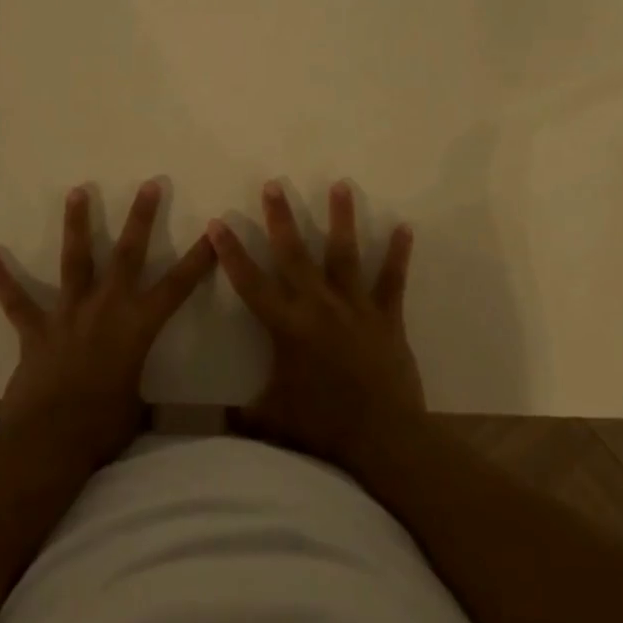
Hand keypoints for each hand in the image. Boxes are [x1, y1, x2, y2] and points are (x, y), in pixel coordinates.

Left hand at [0, 180, 214, 470]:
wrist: (51, 440)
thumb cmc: (103, 428)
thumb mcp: (137, 411)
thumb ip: (145, 398)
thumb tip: (157, 411)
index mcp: (138, 327)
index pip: (177, 287)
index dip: (198, 260)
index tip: (213, 231)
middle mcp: (106, 308)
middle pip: (128, 255)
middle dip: (141, 218)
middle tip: (150, 185)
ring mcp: (68, 314)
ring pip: (75, 260)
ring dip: (77, 224)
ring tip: (77, 190)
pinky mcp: (35, 329)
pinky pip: (16, 301)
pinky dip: (2, 280)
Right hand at [208, 180, 424, 477]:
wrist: (383, 438)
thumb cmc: (323, 427)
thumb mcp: (273, 421)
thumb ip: (243, 415)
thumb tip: (217, 420)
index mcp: (287, 326)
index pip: (250, 282)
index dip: (231, 253)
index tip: (218, 222)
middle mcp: (318, 306)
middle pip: (294, 254)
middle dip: (281, 218)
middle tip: (274, 184)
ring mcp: (355, 307)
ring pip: (344, 254)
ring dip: (341, 218)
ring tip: (341, 184)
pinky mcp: (386, 317)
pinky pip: (391, 280)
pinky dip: (398, 254)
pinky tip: (405, 227)